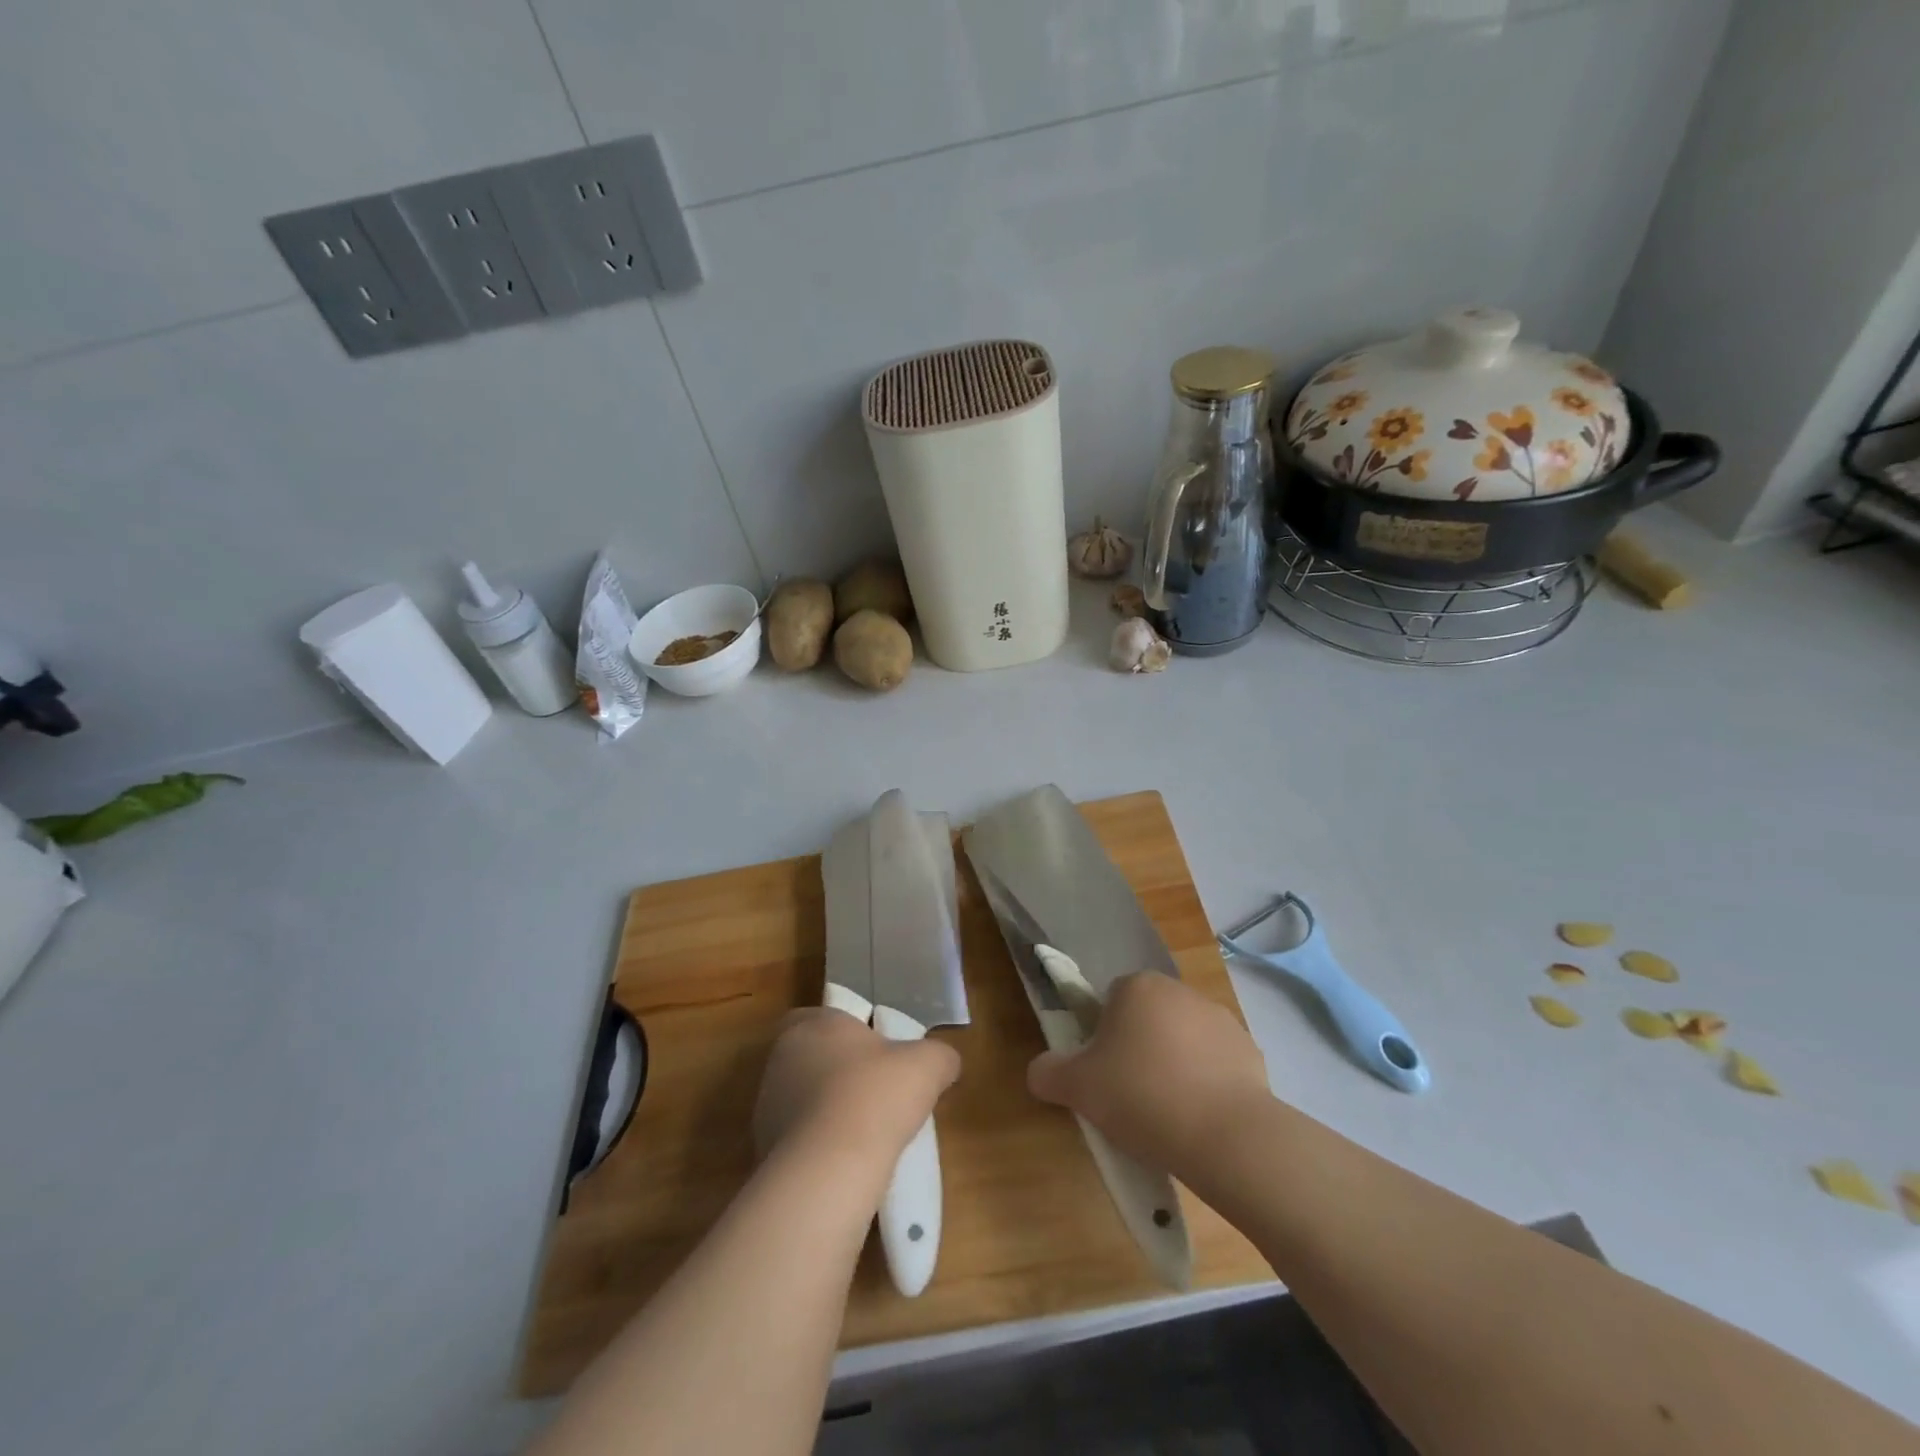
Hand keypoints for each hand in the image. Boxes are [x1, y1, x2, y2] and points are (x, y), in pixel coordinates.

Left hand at [753, 1009, 960, 1173]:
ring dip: (827, 1112)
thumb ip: (939, 1056)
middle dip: (839, 1073)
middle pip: (812, 1058)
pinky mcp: (763, 1149)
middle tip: (876, 1093)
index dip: (847, 1032)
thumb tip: (946, 1062)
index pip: (821, 1016)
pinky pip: (796, 1141)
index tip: (874, 1052)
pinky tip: (847, 1164)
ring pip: (802, 1100)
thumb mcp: (927, 1066)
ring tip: (865, 1135)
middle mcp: (782, 1058)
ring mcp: (766, 1105)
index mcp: (814, 1024)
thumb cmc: (876, 1096)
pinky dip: (818, 1148)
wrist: (827, 1169)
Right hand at [1027, 972, 1269, 1182]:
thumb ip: (1048, 1072)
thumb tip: (1040, 1071)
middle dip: (1138, 1049)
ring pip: (1182, 1040)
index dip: (1102, 1038)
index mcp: (1136, 986)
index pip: (1109, 1001)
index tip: (1103, 1074)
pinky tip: (1200, 1119)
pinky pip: (1216, 1064)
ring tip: (1167, 1115)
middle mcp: (1179, 990)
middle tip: (1129, 1096)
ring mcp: (1219, 1019)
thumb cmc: (1141, 1096)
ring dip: (1173, 1065)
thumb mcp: (1077, 1088)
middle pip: (1147, 1018)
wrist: (1227, 1135)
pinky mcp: (1250, 1051)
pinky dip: (1207, 1085)